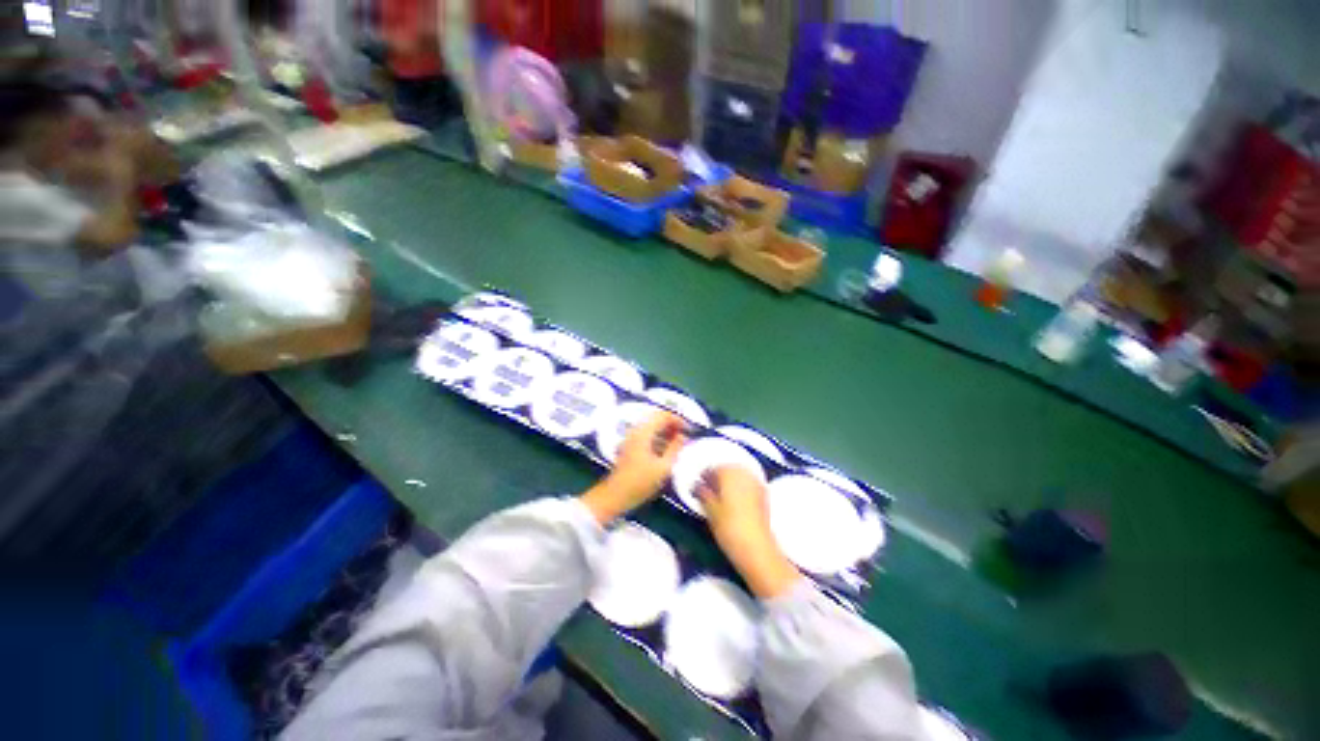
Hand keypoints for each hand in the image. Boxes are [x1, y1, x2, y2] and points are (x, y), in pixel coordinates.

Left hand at [580, 411, 687, 525]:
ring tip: (679, 442)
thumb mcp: (663, 467)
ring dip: (665, 431)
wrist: (615, 495)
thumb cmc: (640, 483)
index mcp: (642, 433)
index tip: (689, 429)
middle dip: (671, 424)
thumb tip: (682, 436)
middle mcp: (635, 432)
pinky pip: (645, 436)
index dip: (677, 419)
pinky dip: (657, 438)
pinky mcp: (629, 448)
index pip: (662, 415)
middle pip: (655, 419)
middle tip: (685, 434)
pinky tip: (666, 450)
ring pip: (650, 427)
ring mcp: (630, 440)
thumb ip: (674, 449)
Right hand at [698, 466, 800, 598]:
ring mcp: (758, 483)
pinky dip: (740, 490)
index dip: (703, 476)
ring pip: (740, 476)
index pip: (713, 467)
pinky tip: (733, 503)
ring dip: (730, 483)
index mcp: (730, 472)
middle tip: (707, 491)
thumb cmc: (728, 527)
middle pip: (729, 469)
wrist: (755, 546)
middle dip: (718, 478)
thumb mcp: (710, 511)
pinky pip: (748, 485)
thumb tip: (697, 486)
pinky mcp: (765, 495)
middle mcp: (746, 473)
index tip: (696, 487)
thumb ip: (703, 494)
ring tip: (719, 498)